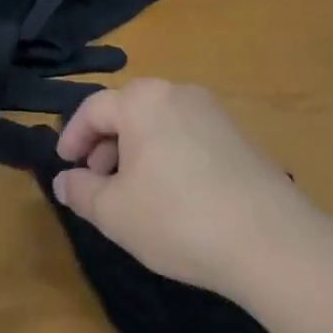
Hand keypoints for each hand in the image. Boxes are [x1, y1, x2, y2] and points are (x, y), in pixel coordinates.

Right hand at [52, 79, 313, 300]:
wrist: (269, 239)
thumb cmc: (177, 218)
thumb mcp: (114, 213)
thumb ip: (81, 191)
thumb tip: (64, 179)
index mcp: (142, 100)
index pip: (93, 108)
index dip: (72, 137)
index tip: (65, 166)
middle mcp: (177, 92)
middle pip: (128, 110)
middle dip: (105, 145)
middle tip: (98, 183)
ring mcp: (212, 111)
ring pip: (158, 123)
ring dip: (137, 151)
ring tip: (134, 193)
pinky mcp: (237, 134)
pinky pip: (187, 135)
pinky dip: (168, 155)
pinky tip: (173, 195)